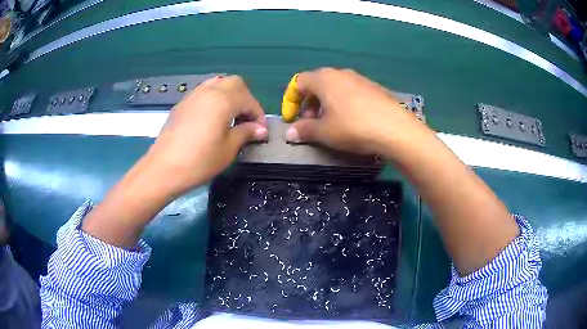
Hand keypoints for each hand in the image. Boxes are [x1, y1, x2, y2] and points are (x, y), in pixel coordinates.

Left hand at [144, 75, 267, 195]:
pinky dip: (214, 98)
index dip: (258, 114)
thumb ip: (246, 133)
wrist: (164, 168)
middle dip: (245, 98)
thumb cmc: (199, 161)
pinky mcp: (182, 104)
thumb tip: (260, 129)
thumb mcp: (228, 149)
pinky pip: (203, 92)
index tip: (261, 131)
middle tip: (246, 119)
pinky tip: (212, 118)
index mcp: (223, 100)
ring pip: (217, 83)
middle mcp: (208, 91)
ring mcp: (193, 95)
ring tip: (230, 115)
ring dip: (229, 95)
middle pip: (234, 83)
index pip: (248, 99)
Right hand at [286, 68, 426, 156]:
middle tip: (310, 123)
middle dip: (309, 104)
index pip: (298, 82)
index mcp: (324, 78)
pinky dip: (343, 104)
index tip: (292, 119)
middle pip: (317, 84)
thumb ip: (304, 130)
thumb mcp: (325, 132)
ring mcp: (360, 79)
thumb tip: (290, 133)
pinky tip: (351, 121)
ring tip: (330, 123)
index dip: (290, 100)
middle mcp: (341, 73)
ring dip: (326, 104)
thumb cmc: (353, 127)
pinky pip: (351, 92)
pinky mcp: (375, 88)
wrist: (396, 130)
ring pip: (335, 88)